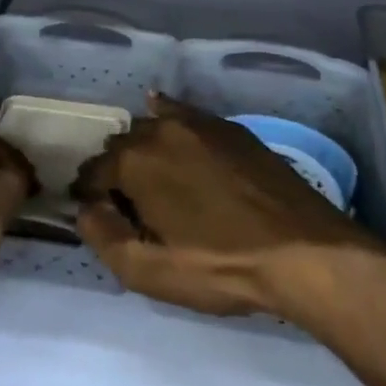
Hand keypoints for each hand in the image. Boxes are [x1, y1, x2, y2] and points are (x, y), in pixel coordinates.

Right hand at [73, 93, 385, 323]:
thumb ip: (104, 237)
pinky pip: (185, 113)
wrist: (300, 249)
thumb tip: (85, 208)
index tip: (95, 213)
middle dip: (116, 170)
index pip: (94, 171)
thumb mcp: (151, 271)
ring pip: (154, 127)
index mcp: (136, 163)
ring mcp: (200, 123)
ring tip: (153, 177)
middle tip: (126, 203)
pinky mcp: (229, 127)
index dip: (89, 194)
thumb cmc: (220, 266)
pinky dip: (169, 116)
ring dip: (144, 148)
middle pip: (123, 145)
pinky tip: (166, 117)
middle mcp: (162, 130)